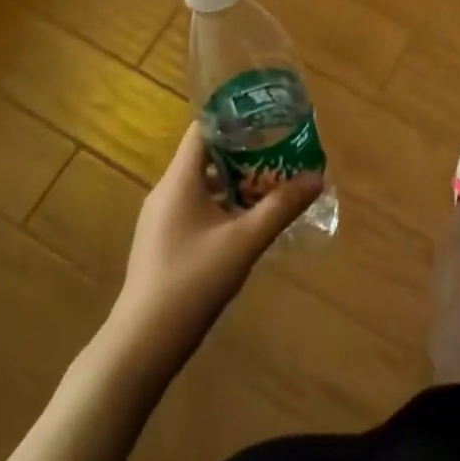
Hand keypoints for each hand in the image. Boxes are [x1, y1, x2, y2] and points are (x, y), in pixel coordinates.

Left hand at [103, 124, 320, 379]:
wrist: (142, 343)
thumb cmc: (192, 281)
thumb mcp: (245, 242)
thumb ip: (281, 207)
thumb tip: (317, 176)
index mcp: (179, 180)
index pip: (203, 129)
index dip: (235, 118)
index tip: (268, 117)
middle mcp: (166, 191)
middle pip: (206, 156)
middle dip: (245, 152)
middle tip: (281, 150)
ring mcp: (161, 218)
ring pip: (203, 185)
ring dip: (236, 182)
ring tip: (273, 184)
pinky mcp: (163, 241)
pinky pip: (196, 208)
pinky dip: (223, 205)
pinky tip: (248, 222)